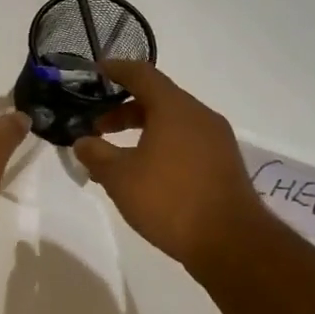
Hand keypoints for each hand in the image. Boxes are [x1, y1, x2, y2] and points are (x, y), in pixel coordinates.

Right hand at [72, 61, 273, 273]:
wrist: (231, 243)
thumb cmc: (170, 200)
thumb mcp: (120, 178)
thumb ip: (96, 155)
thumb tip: (83, 142)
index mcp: (175, 108)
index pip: (142, 74)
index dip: (116, 70)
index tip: (94, 72)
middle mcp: (199, 116)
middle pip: (158, 98)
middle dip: (124, 109)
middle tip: (98, 126)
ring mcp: (216, 141)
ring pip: (172, 122)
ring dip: (142, 130)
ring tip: (117, 155)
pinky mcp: (223, 164)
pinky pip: (186, 142)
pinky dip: (161, 145)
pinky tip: (145, 172)